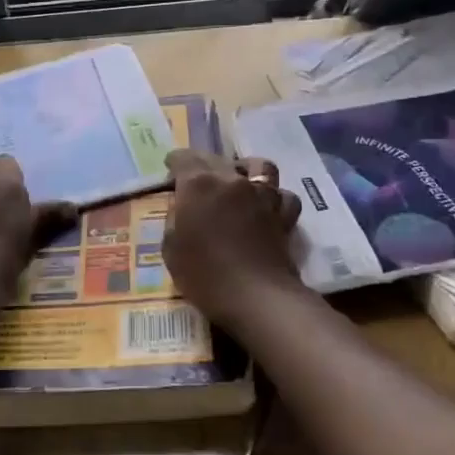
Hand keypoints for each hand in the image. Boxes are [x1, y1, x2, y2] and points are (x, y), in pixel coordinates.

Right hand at [163, 149, 305, 331]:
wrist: (256, 296)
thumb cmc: (204, 274)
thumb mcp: (171, 248)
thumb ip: (174, 219)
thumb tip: (182, 206)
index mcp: (199, 184)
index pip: (184, 158)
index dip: (175, 162)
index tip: (171, 170)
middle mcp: (232, 180)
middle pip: (217, 159)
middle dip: (204, 164)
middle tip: (197, 179)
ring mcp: (262, 194)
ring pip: (259, 166)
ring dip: (246, 169)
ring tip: (239, 181)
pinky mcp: (284, 214)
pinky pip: (282, 194)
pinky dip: (275, 196)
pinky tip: (267, 206)